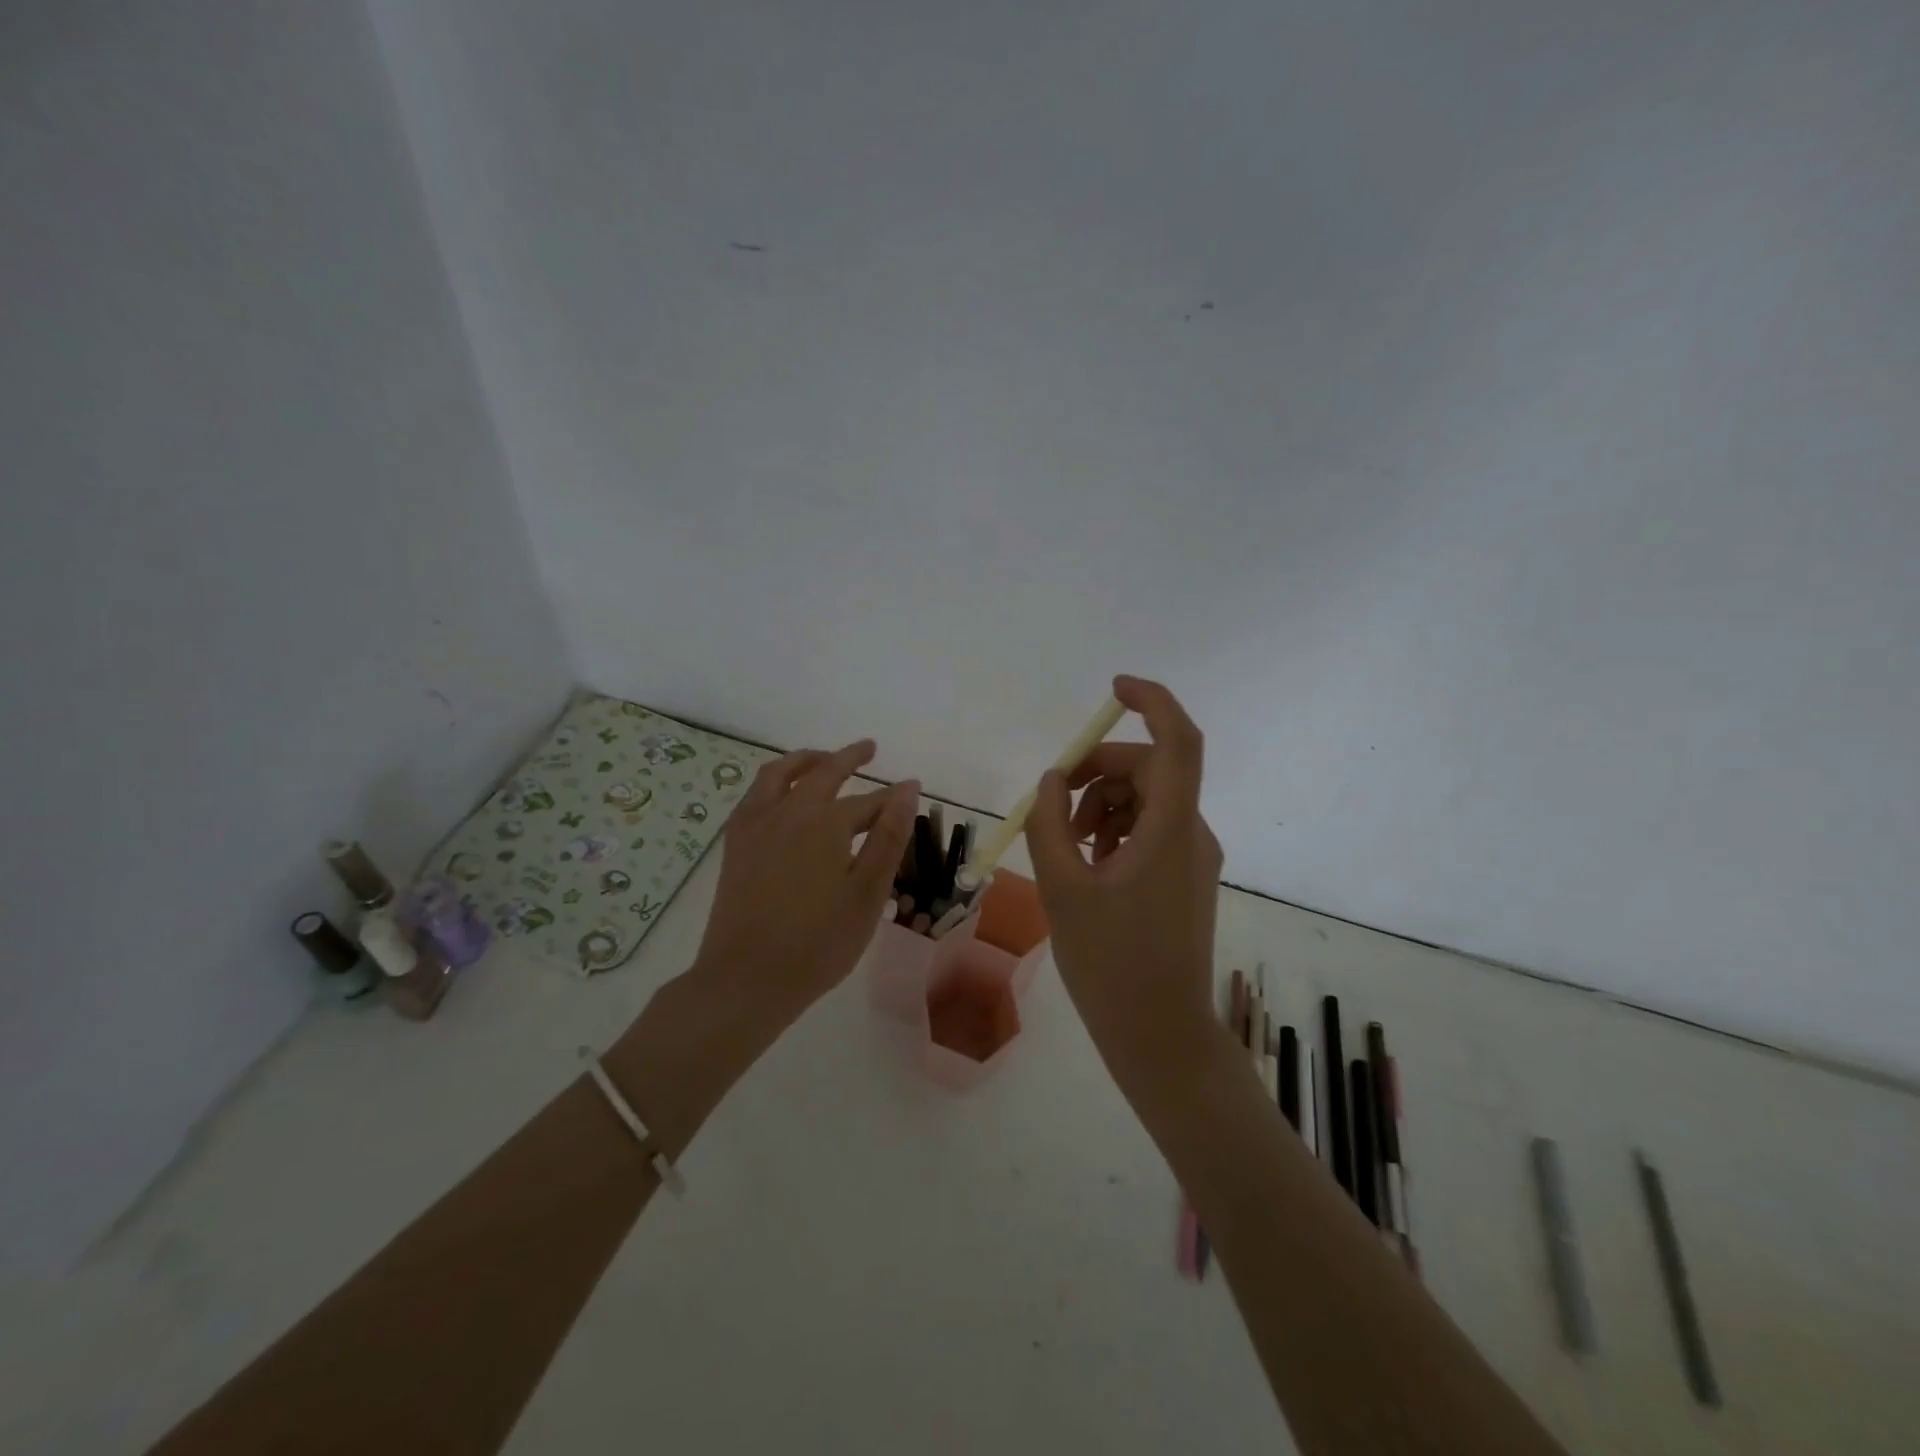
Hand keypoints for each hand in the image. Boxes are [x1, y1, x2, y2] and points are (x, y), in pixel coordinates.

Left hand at [692, 740, 918, 1031]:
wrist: (747, 978)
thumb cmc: (819, 942)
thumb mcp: (867, 893)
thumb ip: (888, 838)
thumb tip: (907, 789)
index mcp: (826, 822)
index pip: (869, 802)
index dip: (892, 797)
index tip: (911, 788)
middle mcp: (789, 811)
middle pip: (823, 772)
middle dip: (849, 757)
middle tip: (869, 748)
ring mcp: (756, 824)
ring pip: (780, 773)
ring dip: (806, 759)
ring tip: (822, 758)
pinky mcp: (735, 843)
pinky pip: (756, 794)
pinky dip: (775, 780)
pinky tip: (781, 793)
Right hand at [1025, 676, 1222, 1092]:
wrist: (1160, 1035)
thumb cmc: (1111, 964)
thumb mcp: (1063, 889)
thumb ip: (1050, 825)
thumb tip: (1052, 781)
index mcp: (1170, 829)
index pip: (1178, 740)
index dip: (1153, 701)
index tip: (1113, 688)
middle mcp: (1192, 833)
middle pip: (1151, 769)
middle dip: (1099, 772)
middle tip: (1055, 804)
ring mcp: (1193, 857)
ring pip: (1147, 800)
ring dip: (1102, 805)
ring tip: (1067, 847)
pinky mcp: (1185, 878)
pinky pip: (1150, 830)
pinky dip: (1115, 831)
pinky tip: (1087, 866)